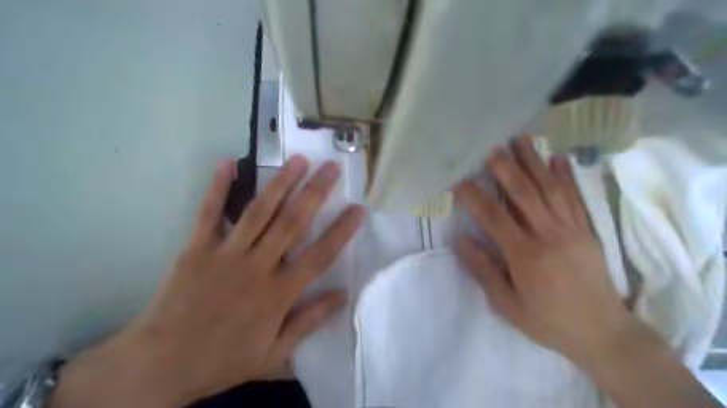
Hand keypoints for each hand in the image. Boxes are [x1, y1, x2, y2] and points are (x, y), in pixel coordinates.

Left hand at [53, 155, 366, 406]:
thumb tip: (342, 296)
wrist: (160, 365)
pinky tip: (228, 163)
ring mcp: (226, 254)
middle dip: (315, 193)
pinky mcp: (197, 249)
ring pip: (259, 212)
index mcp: (279, 294)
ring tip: (298, 160)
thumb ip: (309, 322)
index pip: (320, 255)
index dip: (341, 231)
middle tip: (331, 168)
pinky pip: (210, 214)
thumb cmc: (223, 360)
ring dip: (280, 184)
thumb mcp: (274, 354)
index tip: (358, 209)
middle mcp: (257, 267)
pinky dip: (218, 187)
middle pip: (292, 223)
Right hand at [455, 136, 637, 363]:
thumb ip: (484, 270)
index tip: (459, 180)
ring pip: (550, 189)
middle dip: (505, 168)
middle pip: (524, 194)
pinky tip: (558, 158)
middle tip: (491, 147)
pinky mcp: (586, 231)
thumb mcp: (507, 305)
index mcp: (525, 255)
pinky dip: (567, 177)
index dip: (474, 196)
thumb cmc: (548, 320)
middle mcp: (548, 235)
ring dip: (534, 162)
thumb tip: (461, 240)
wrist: (603, 333)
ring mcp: (571, 230)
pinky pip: (575, 199)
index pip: (493, 217)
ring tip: (521, 140)